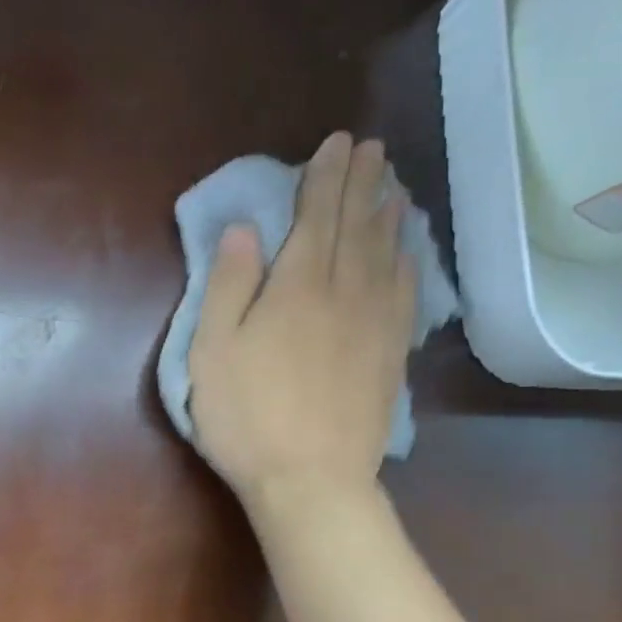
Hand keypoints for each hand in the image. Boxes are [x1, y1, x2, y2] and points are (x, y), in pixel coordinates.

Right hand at [187, 132, 414, 512]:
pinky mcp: (390, 354)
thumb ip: (228, 285)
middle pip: (355, 226)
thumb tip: (243, 229)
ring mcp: (375, 323)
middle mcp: (344, 292)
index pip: (314, 217)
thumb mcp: (212, 351)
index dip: (324, 178)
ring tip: (394, 184)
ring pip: (386, 254)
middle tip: (370, 148)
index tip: (335, 143)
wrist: (310, 479)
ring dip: (389, 214)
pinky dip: (409, 262)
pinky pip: (406, 293)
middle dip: (361, 182)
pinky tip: (409, 251)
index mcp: (295, 287)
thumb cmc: (246, 416)